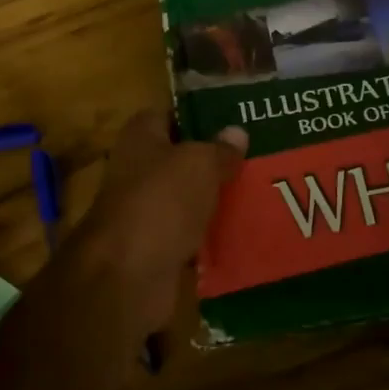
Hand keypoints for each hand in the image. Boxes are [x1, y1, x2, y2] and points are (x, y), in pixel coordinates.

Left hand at [67, 113, 247, 344]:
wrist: (129, 274)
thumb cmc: (161, 201)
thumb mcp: (199, 163)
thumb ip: (220, 148)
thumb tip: (237, 132)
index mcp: (140, 137)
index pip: (169, 115)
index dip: (198, 116)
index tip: (234, 121)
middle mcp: (137, 170)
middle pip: (180, 159)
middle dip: (213, 161)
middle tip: (256, 158)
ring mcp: (144, 211)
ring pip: (187, 198)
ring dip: (214, 200)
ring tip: (258, 193)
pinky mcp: (155, 248)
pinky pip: (189, 234)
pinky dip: (210, 235)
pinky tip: (242, 231)